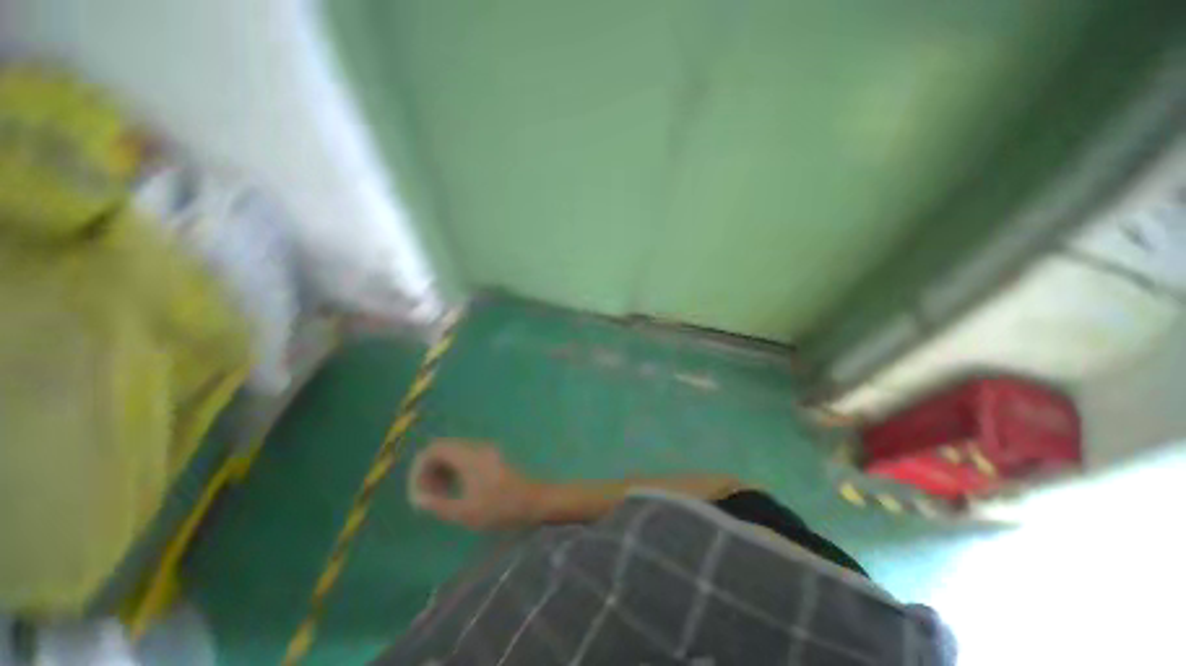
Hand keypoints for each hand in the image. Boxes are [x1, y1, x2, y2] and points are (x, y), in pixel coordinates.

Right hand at [409, 439, 540, 529]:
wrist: (536, 500)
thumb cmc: (503, 508)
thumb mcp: (467, 513)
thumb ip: (438, 505)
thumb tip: (417, 499)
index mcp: (469, 456)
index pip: (434, 449)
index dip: (419, 469)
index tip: (418, 494)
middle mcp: (476, 448)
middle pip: (441, 450)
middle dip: (428, 472)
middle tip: (427, 498)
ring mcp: (485, 452)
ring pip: (452, 454)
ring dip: (440, 473)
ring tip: (438, 498)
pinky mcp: (490, 458)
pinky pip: (463, 458)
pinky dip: (452, 472)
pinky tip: (453, 492)